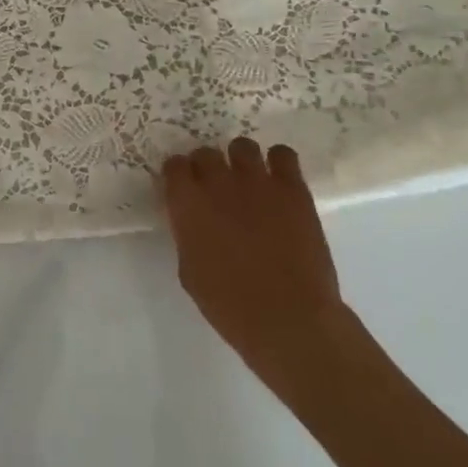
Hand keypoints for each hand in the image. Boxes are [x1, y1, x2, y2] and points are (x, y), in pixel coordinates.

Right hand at [161, 138, 353, 393]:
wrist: (290, 320)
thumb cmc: (231, 307)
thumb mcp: (191, 272)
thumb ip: (188, 235)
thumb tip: (193, 222)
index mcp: (188, 204)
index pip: (174, 165)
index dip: (179, 176)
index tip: (184, 189)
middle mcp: (218, 183)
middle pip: (206, 152)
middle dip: (207, 167)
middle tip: (217, 189)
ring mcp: (257, 182)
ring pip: (242, 146)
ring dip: (240, 161)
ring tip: (249, 182)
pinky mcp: (292, 189)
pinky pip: (283, 154)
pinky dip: (278, 162)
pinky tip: (278, 182)